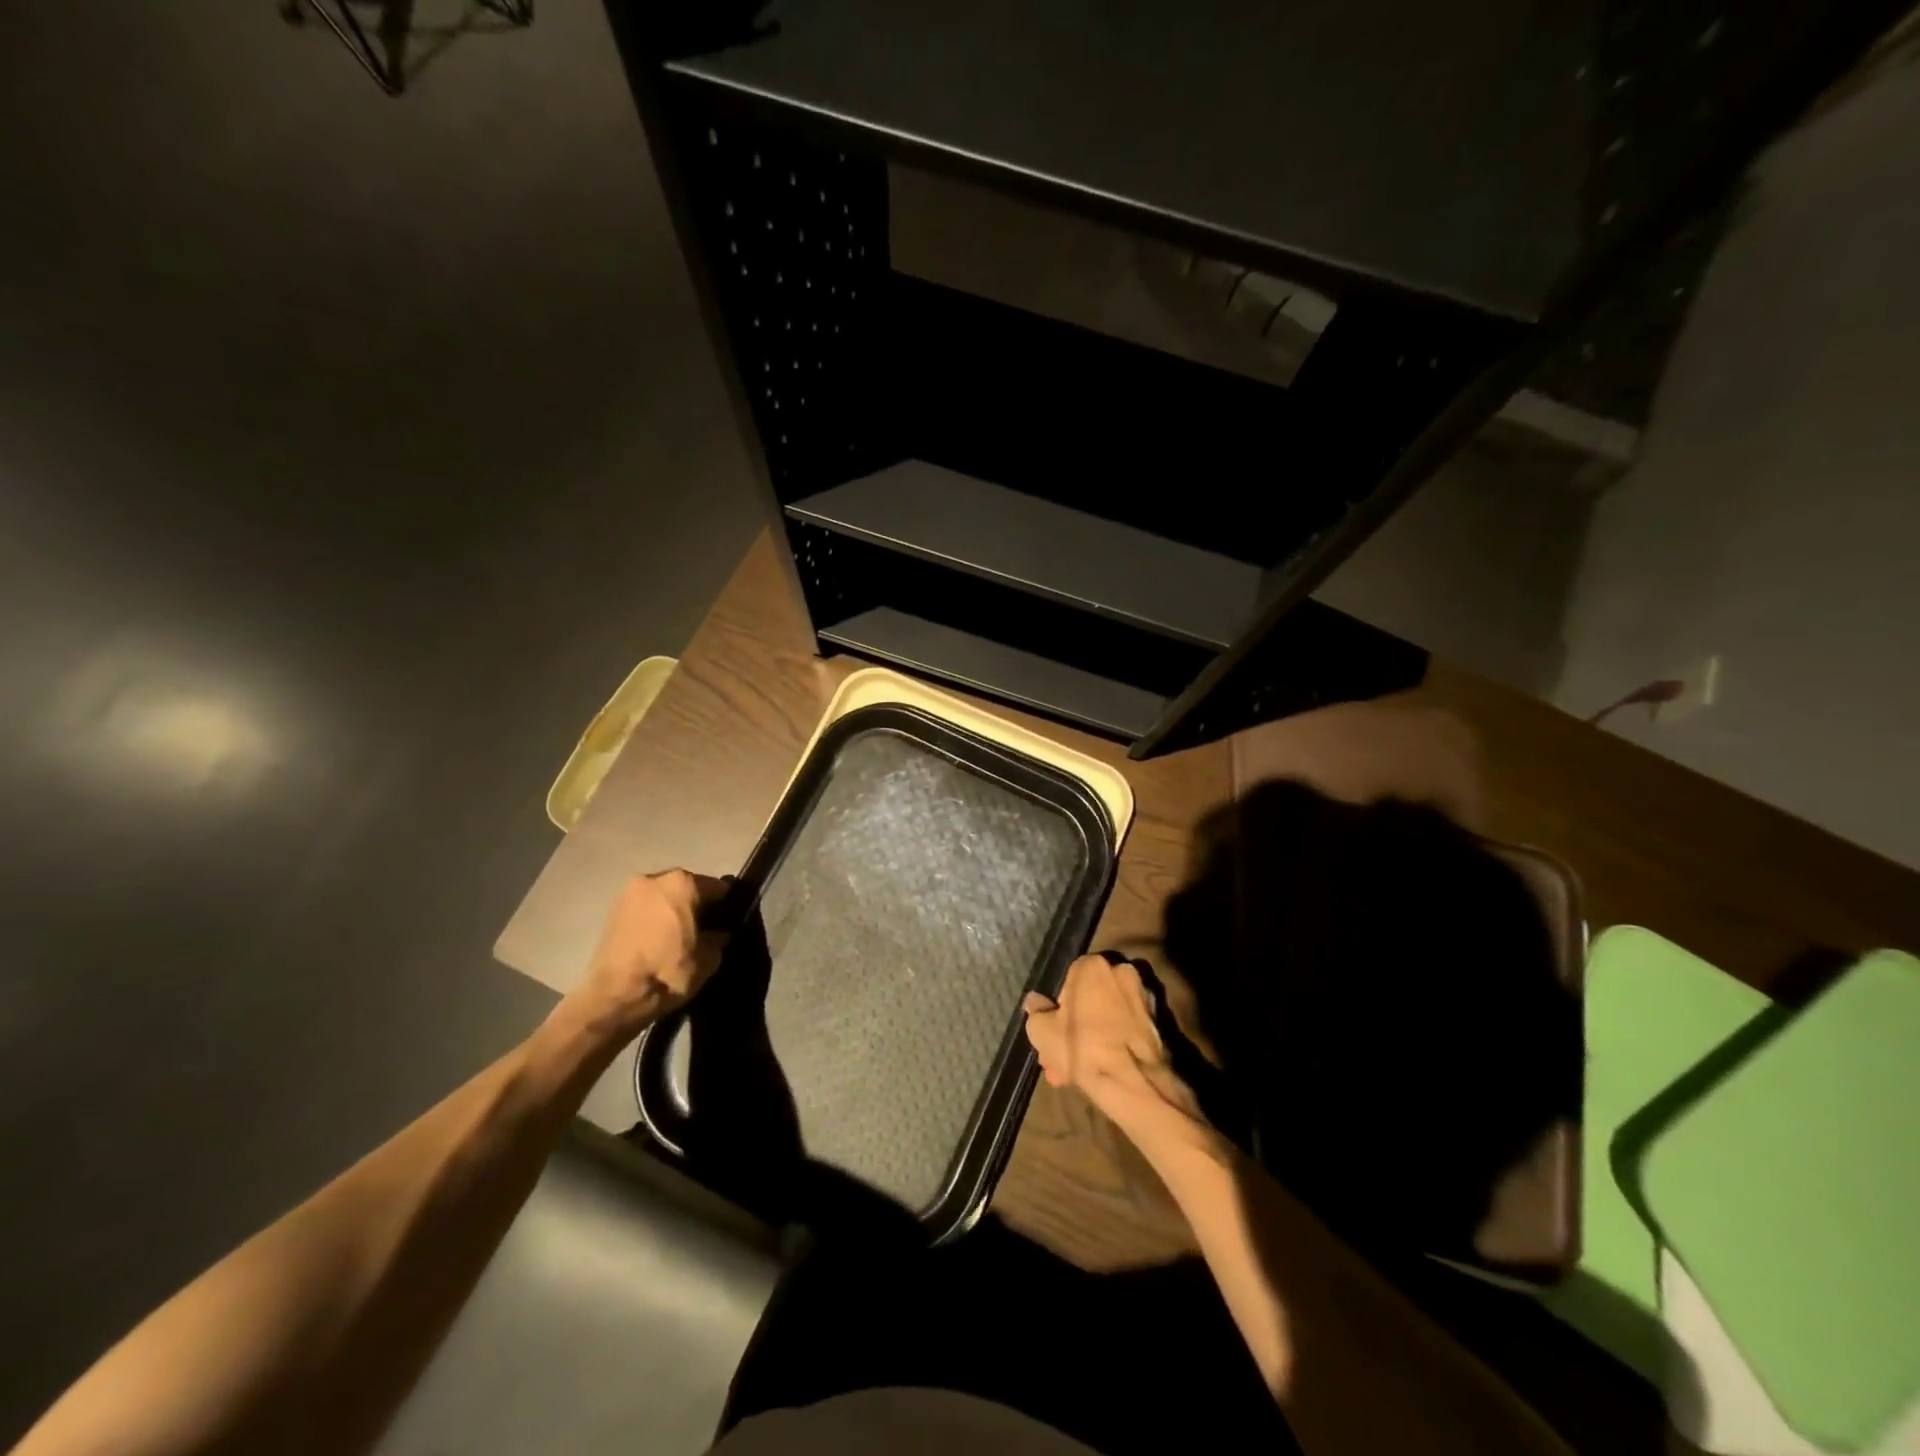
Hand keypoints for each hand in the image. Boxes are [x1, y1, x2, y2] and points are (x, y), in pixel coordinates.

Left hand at [564, 870, 729, 1042]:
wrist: (615, 996)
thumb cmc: (667, 971)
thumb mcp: (708, 959)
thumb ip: (718, 938)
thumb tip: (717, 933)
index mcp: (683, 883)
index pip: (717, 887)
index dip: (725, 906)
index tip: (728, 922)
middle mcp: (655, 878)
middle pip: (686, 887)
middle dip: (695, 904)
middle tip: (702, 930)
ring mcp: (629, 892)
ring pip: (662, 896)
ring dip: (672, 910)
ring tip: (677, 937)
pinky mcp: (611, 910)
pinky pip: (644, 908)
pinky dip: (652, 919)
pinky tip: (657, 941)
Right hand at [1023, 953, 1206, 1138]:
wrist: (1134, 1084)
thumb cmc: (1082, 1048)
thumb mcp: (1042, 1031)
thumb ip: (1036, 1012)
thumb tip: (1034, 1001)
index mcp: (1093, 966)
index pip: (1067, 979)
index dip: (1057, 1009)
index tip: (1052, 1033)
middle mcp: (1122, 972)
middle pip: (1089, 1000)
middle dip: (1073, 1029)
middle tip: (1060, 1057)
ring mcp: (1143, 998)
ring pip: (1107, 1017)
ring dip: (1091, 1040)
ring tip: (1075, 1073)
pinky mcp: (1158, 1024)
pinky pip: (1125, 1030)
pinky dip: (1112, 1045)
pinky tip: (1098, 1072)